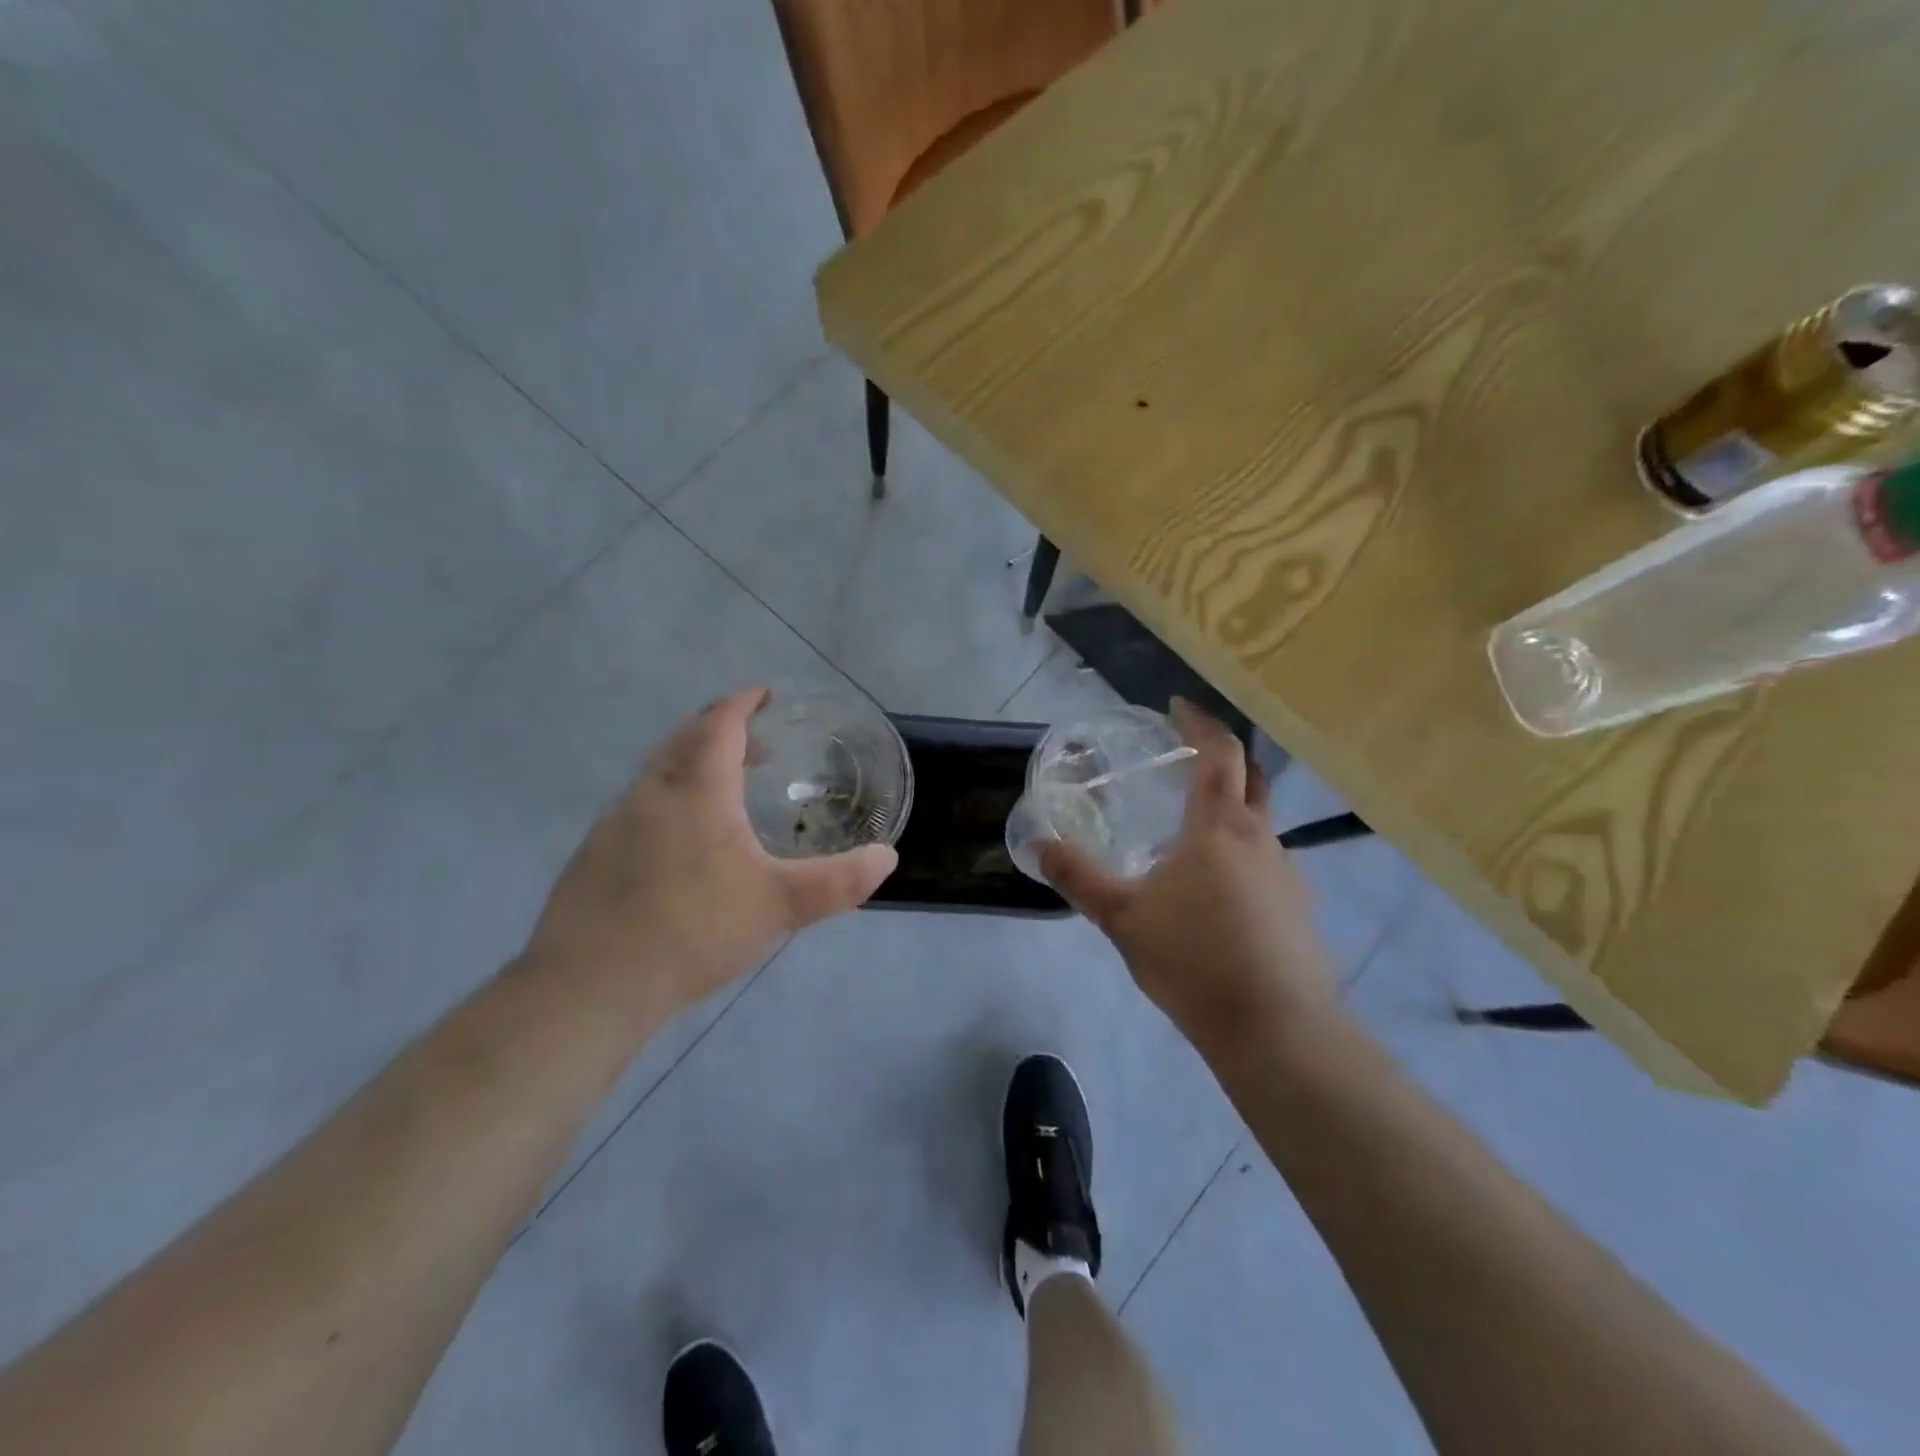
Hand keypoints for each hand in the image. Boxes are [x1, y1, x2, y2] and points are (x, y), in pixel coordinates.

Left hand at [524, 687, 896, 1022]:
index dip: (742, 704)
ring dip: (691, 764)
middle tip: (752, 741)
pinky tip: (679, 844)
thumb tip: (887, 858)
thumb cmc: (692, 931)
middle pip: (683, 740)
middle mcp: (651, 795)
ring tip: (722, 790)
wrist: (590, 985)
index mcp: (696, 792)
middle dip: (717, 729)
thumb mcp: (778, 906)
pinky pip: (638, 807)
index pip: (719, 725)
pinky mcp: (592, 855)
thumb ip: (837, 882)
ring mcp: (613, 824)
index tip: (764, 694)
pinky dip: (667, 800)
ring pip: (657, 774)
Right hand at [1039, 700, 1336, 1053]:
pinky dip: (1240, 852)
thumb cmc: (1194, 960)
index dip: (1200, 723)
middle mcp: (1260, 838)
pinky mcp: (1298, 908)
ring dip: (1230, 809)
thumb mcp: (1122, 918)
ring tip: (1189, 833)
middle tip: (1186, 758)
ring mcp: (1287, 873)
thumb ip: (1078, 878)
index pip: (1219, 753)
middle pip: (1251, 777)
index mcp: (1219, 827)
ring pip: (1259, 822)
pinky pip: (1266, 861)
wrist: (1276, 1030)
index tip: (1177, 706)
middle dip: (1222, 757)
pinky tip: (1215, 891)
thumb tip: (1038, 844)